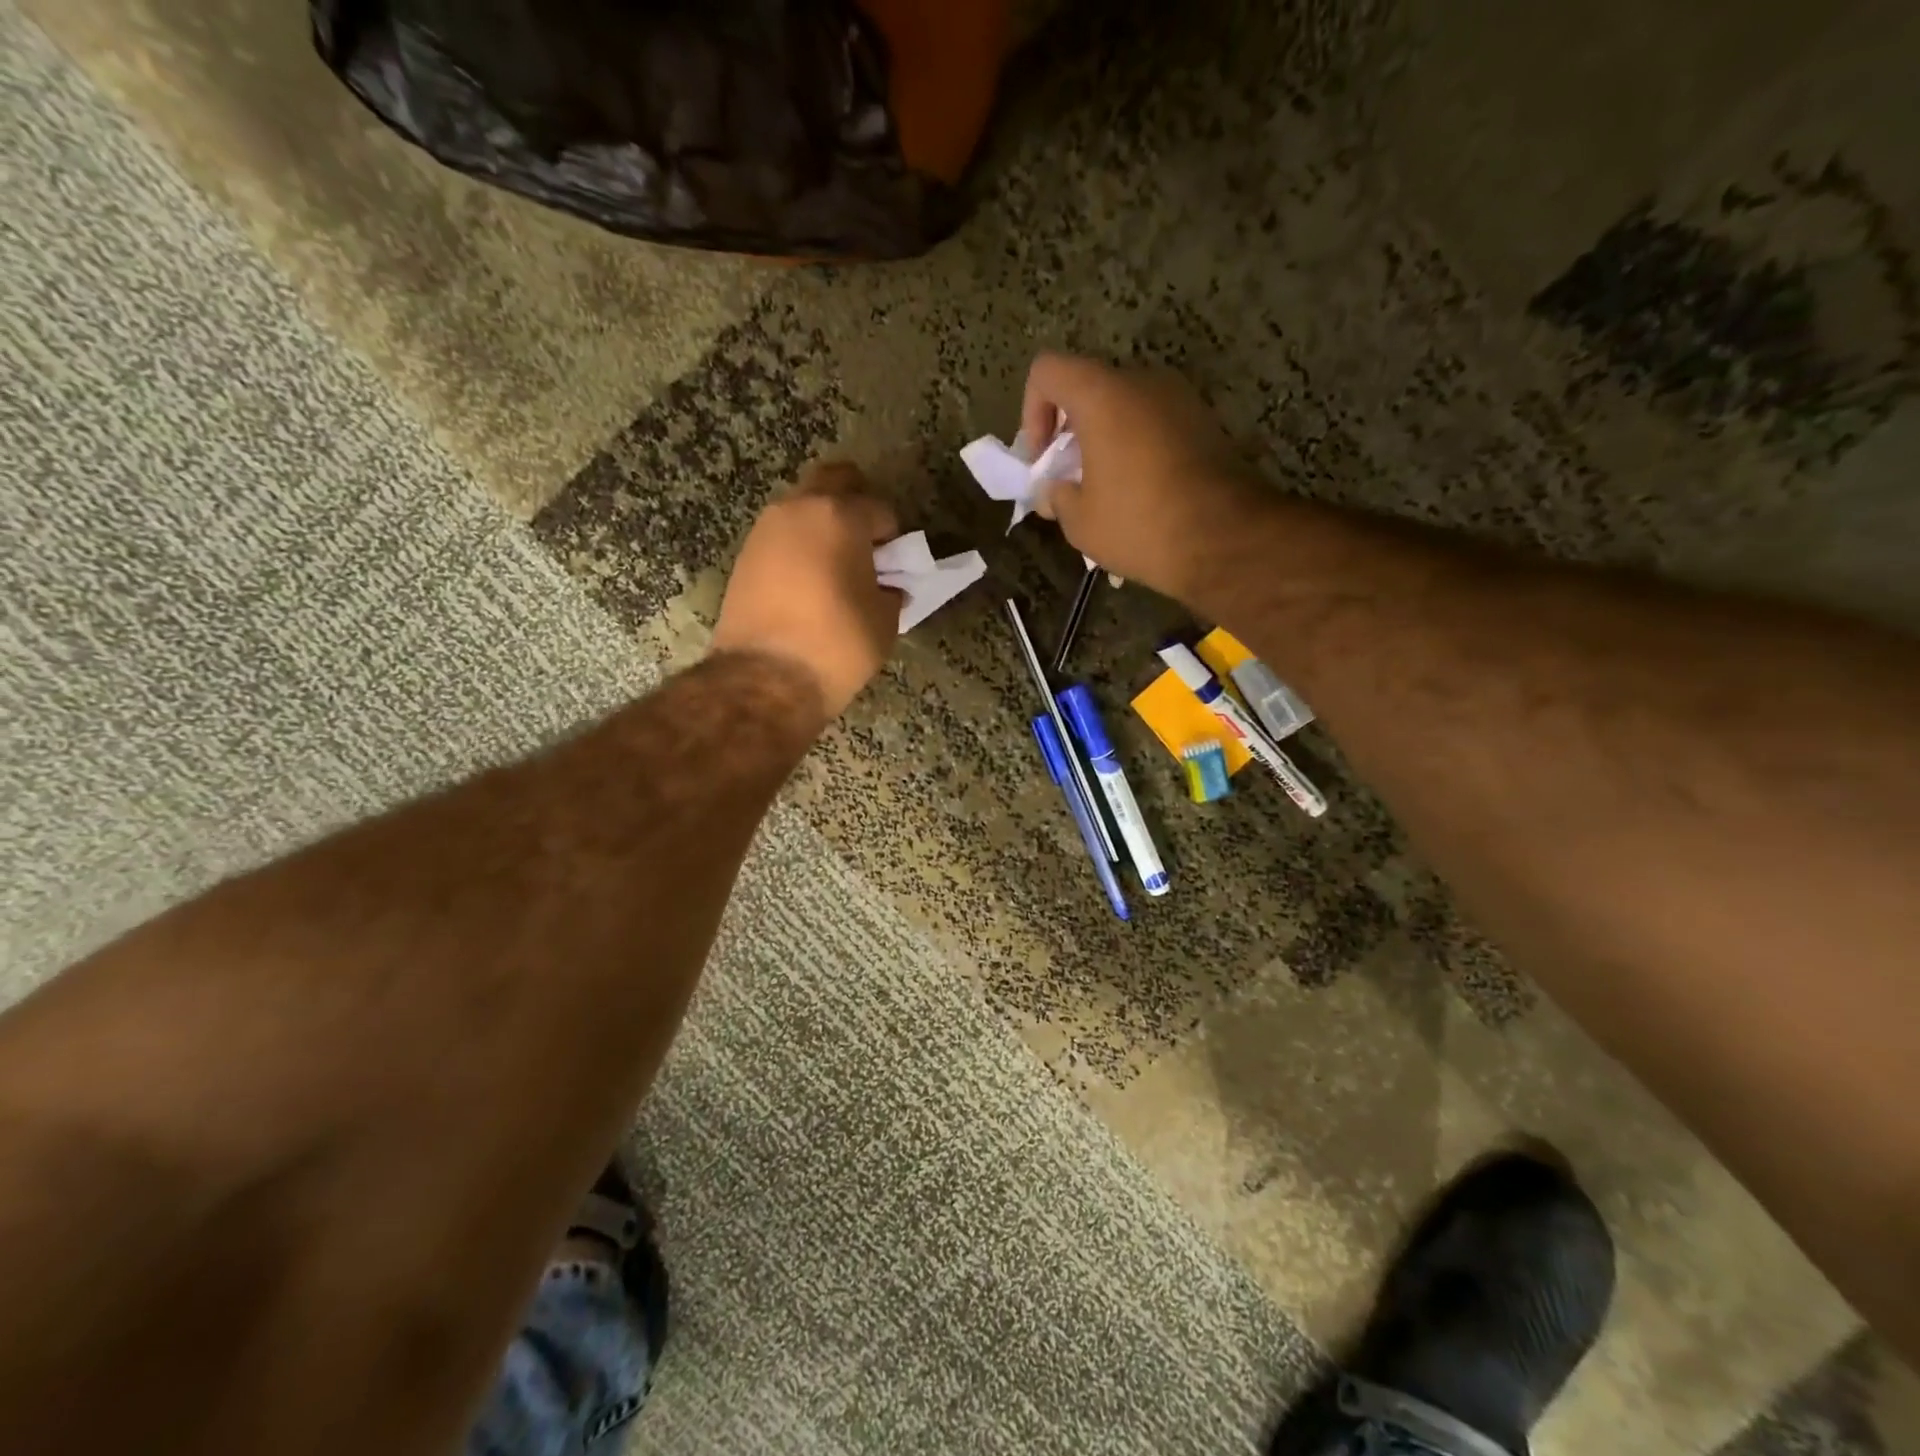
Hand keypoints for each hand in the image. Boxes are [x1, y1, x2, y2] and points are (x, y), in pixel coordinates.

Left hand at [711, 464, 901, 720]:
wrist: (765, 679)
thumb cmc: (837, 644)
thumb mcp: (884, 621)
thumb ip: (890, 592)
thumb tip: (886, 588)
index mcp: (840, 516)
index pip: (879, 509)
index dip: (893, 536)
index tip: (895, 565)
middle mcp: (798, 509)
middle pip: (833, 481)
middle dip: (855, 503)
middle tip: (866, 544)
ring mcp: (765, 530)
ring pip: (802, 508)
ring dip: (822, 525)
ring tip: (835, 568)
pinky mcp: (744, 557)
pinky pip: (781, 537)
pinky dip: (798, 548)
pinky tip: (807, 584)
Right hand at [1021, 353, 1264, 599]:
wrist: (1227, 539)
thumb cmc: (1140, 525)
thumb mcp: (1079, 521)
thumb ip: (1055, 496)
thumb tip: (1054, 490)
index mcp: (1102, 394)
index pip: (1047, 370)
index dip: (1032, 411)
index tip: (1043, 458)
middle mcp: (1142, 381)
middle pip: (1088, 389)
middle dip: (1070, 432)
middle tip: (1069, 479)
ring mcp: (1180, 399)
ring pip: (1123, 408)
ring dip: (1104, 441)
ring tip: (1104, 492)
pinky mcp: (1204, 422)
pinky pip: (1154, 424)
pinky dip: (1136, 448)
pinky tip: (1140, 495)